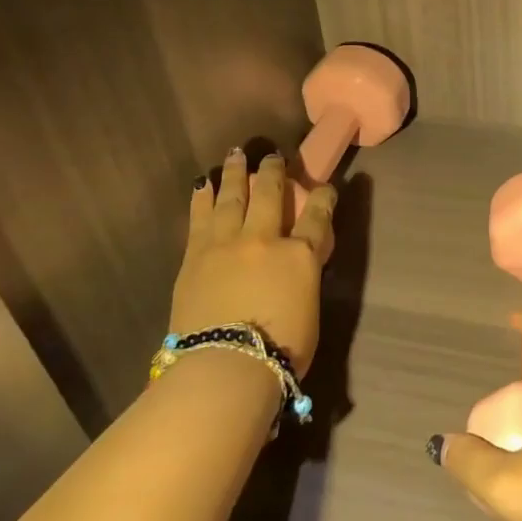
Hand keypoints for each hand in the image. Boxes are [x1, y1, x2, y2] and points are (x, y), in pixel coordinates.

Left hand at [170, 148, 335, 376]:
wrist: (225, 367)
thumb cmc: (280, 352)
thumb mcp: (309, 312)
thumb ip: (302, 281)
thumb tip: (295, 271)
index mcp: (301, 256)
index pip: (318, 217)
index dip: (323, 197)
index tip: (325, 186)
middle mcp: (266, 240)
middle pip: (272, 195)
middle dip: (274, 172)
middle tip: (274, 156)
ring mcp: (228, 244)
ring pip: (234, 197)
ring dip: (236, 173)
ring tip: (237, 153)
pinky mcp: (196, 255)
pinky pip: (201, 217)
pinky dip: (203, 197)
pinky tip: (202, 183)